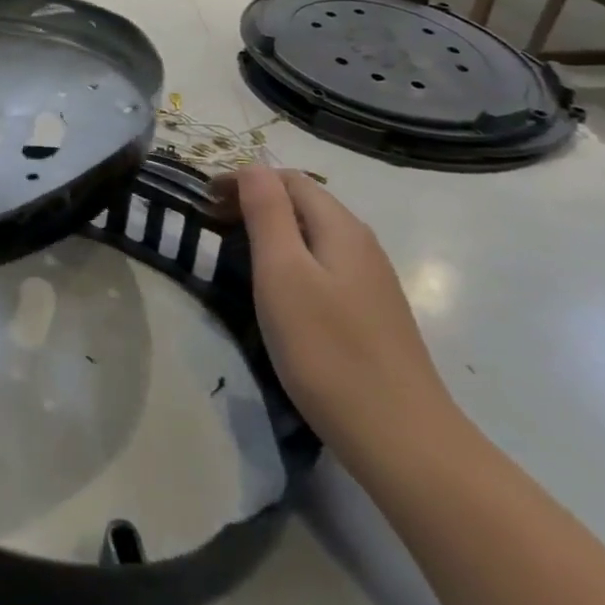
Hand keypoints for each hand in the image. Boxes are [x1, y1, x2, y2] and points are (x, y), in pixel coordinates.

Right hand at [220, 165, 462, 479]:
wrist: (401, 438)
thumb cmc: (328, 350)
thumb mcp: (283, 273)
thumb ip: (267, 213)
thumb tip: (253, 165)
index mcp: (340, 227)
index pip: (287, 178)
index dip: (243, 180)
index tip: (203, 201)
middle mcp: (362, 243)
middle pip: (304, 201)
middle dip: (255, 201)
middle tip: (211, 223)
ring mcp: (372, 280)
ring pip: (314, 234)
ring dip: (272, 230)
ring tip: (235, 251)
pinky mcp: (372, 313)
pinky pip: (324, 264)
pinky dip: (291, 258)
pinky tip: (278, 290)